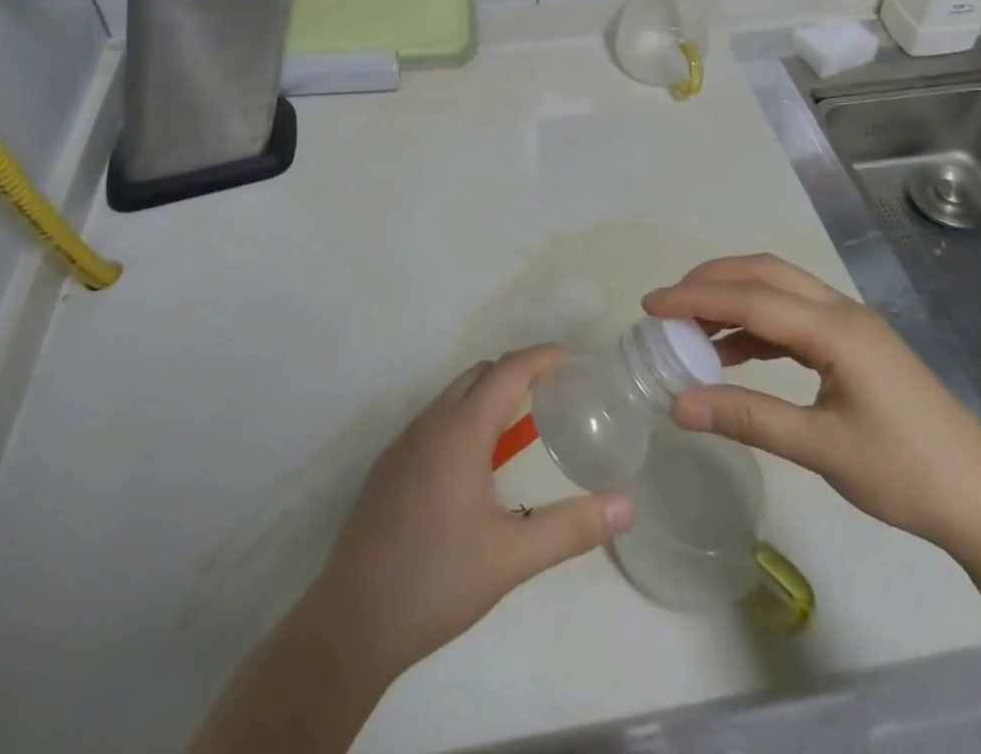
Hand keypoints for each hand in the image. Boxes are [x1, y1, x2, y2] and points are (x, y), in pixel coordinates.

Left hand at [308, 346, 635, 680]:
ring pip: (454, 396)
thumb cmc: (437, 582)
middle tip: (554, 393)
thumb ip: (572, 528)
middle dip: (518, 372)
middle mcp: (430, 423)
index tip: (571, 360)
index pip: (507, 371)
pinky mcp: (389, 466)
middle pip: (479, 375)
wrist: (352, 622)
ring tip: (522, 425)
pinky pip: (435, 420)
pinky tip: (477, 463)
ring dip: (489, 395)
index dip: (540, 357)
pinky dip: (465, 417)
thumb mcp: (512, 558)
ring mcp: (404, 443)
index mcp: (460, 431)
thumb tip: (627, 505)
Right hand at [642, 255, 980, 552]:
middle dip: (711, 282)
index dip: (695, 299)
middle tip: (667, 306)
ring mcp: (851, 326)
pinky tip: (733, 353)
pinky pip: (794, 318)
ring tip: (690, 328)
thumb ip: (748, 418)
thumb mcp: (822, 449)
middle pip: (764, 275)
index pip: (750, 299)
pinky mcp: (855, 346)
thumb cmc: (907, 474)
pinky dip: (756, 326)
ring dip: (733, 300)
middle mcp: (841, 312)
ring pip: (779, 291)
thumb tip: (678, 404)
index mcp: (835, 329)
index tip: (649, 306)